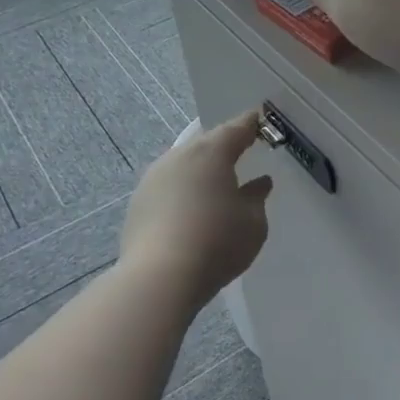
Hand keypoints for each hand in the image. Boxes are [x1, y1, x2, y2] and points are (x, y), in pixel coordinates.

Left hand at [120, 110, 273, 306]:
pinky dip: (182, 191)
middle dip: (223, 147)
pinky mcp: (138, 202)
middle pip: (206, 144)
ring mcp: (154, 178)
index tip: (261, 122)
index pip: (237, 128)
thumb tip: (259, 183)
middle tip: (240, 154)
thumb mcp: (253, 222)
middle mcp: (180, 156)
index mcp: (212, 152)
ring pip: (184, 164)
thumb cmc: (217, 242)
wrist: (159, 277)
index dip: (251, 124)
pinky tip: (191, 209)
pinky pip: (169, 186)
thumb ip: (257, 197)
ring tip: (215, 185)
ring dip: (200, 170)